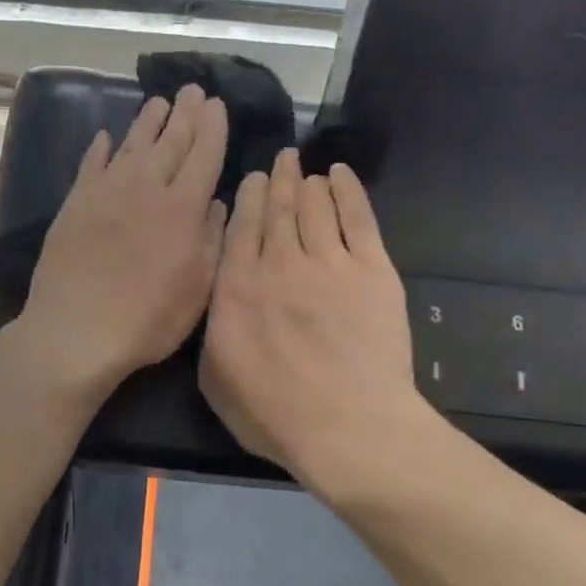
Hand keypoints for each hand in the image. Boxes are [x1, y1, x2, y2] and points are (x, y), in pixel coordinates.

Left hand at [19, 85, 227, 393]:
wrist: (77, 328)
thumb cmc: (147, 318)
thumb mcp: (198, 289)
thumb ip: (212, 240)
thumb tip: (218, 203)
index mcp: (183, 208)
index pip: (204, 155)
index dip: (212, 128)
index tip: (217, 105)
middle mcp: (147, 188)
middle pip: (170, 141)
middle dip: (185, 114)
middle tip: (193, 90)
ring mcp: (107, 192)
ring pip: (132, 145)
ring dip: (148, 122)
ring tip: (159, 102)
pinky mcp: (76, 203)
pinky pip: (91, 165)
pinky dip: (101, 148)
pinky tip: (106, 136)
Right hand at [199, 150, 425, 501]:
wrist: (347, 427)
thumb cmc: (273, 415)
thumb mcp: (214, 379)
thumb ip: (212, 329)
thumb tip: (219, 299)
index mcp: (236, 287)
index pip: (241, 228)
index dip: (248, 198)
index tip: (253, 179)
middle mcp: (279, 263)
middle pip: (278, 209)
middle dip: (279, 179)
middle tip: (283, 158)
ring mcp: (329, 263)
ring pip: (315, 206)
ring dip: (309, 183)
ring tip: (308, 170)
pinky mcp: (372, 270)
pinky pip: (358, 217)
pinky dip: (348, 191)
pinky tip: (340, 175)